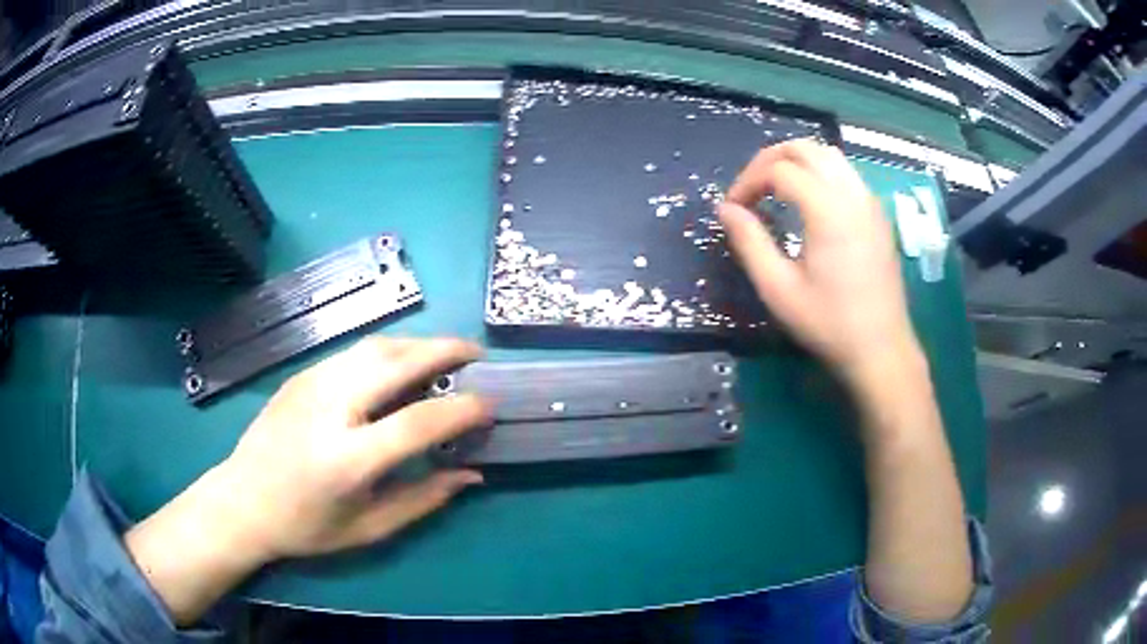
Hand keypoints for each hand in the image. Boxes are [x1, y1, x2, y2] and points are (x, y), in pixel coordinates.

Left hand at [126, 337, 490, 623]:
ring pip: (375, 347)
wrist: (243, 501)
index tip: (490, 405)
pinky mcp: (301, 375)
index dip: (462, 410)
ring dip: (417, 344)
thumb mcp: (369, 529)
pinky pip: (354, 352)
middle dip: (445, 350)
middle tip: (476, 353)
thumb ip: (424, 499)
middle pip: (396, 362)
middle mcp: (329, 409)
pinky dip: (388, 351)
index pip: (418, 421)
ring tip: (444, 354)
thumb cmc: (307, 526)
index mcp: (347, 459)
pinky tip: (400, 365)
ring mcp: (311, 384)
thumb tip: (471, 474)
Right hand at [719, 140, 921, 388]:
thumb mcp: (778, 289)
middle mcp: (851, 194)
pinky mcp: (877, 214)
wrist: (881, 349)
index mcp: (827, 210)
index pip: (778, 169)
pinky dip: (819, 172)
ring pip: (828, 155)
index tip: (734, 209)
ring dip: (796, 161)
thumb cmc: (829, 323)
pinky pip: (845, 173)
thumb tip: (725, 209)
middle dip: (770, 160)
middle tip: (751, 189)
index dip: (748, 182)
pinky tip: (808, 201)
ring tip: (775, 188)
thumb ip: (749, 242)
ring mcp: (869, 202)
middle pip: (805, 148)